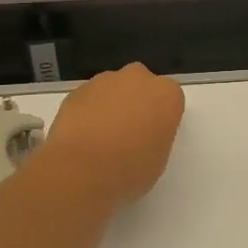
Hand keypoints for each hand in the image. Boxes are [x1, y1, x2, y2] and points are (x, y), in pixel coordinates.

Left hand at [38, 63, 186, 205]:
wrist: (82, 168)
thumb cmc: (130, 169)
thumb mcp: (159, 159)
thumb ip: (155, 136)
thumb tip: (142, 134)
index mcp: (166, 94)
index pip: (169, 98)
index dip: (160, 117)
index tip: (152, 135)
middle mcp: (137, 78)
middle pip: (140, 84)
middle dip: (136, 101)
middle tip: (128, 132)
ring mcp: (104, 81)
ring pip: (112, 88)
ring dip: (110, 105)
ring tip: (101, 137)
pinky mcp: (77, 90)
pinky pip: (89, 98)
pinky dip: (87, 111)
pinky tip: (82, 136)